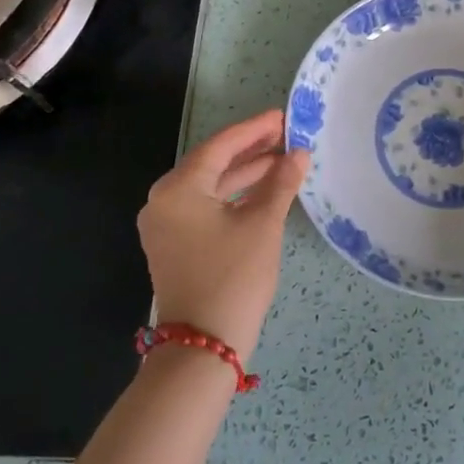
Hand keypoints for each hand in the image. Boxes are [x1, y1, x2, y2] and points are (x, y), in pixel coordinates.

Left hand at [136, 109, 309, 360]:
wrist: (202, 347)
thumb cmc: (233, 277)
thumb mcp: (263, 225)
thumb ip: (281, 183)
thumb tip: (299, 153)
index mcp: (178, 189)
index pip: (221, 146)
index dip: (255, 129)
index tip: (283, 116)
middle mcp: (163, 201)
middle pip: (212, 163)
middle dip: (251, 150)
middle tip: (287, 136)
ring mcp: (166, 225)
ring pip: (210, 186)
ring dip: (245, 174)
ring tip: (283, 162)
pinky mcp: (174, 245)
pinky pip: (205, 207)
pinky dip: (234, 197)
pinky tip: (263, 192)